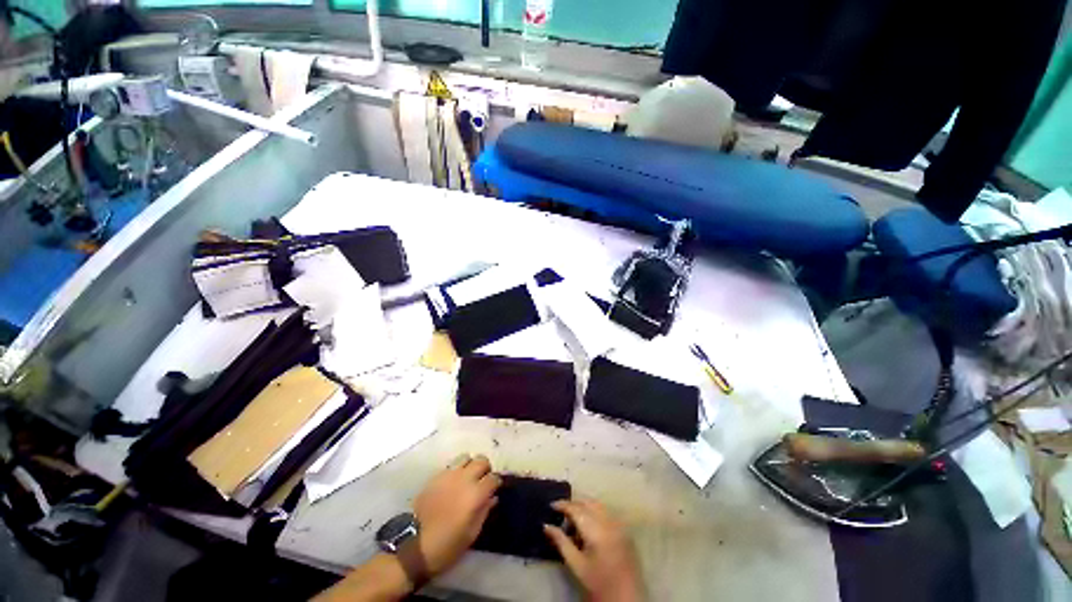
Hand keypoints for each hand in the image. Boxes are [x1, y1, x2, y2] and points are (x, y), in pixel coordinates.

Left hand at [413, 454, 501, 575]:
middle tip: (483, 481)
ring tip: (468, 478)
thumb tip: (492, 497)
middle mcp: (464, 479)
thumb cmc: (448, 545)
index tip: (495, 489)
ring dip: (470, 465)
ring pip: (466, 457)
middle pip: (482, 460)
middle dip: (485, 469)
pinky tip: (454, 483)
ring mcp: (449, 475)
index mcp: (475, 494)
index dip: (496, 483)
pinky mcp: (436, 477)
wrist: (415, 546)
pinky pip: (451, 465)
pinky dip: (456, 470)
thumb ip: (484, 511)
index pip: (493, 478)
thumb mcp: (472, 534)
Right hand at [544, 499, 644, 601]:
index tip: (551, 505)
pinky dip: (595, 512)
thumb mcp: (576, 564)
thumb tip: (546, 526)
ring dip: (584, 506)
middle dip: (573, 504)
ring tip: (573, 519)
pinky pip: (606, 512)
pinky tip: (588, 525)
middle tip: (561, 512)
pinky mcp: (624, 529)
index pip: (576, 509)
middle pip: (588, 503)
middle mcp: (608, 521)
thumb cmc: (597, 582)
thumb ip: (561, 542)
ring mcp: (618, 524)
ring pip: (598, 505)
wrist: (625, 597)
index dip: (563, 505)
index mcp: (596, 530)